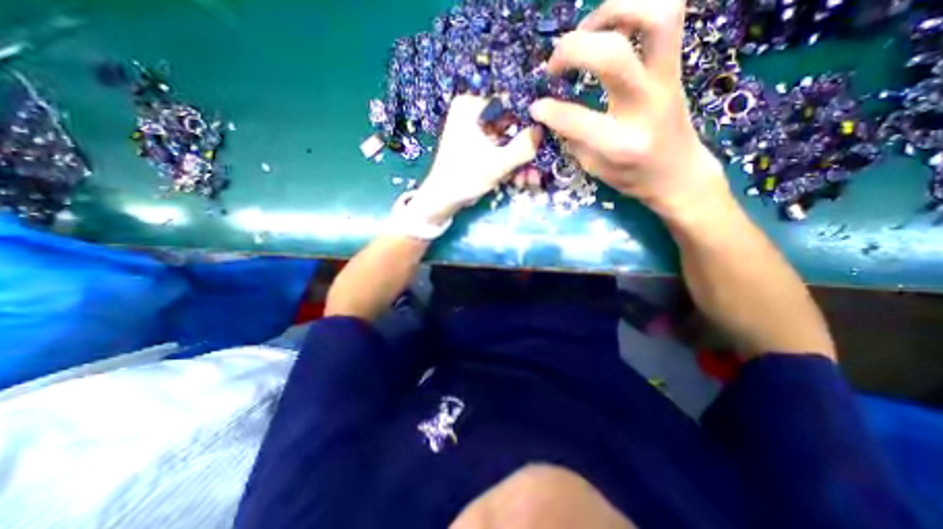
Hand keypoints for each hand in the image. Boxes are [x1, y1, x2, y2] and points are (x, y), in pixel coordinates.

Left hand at [410, 95, 541, 223]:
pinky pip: (498, 148)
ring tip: (529, 180)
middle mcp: (472, 112)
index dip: (529, 119)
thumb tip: (543, 130)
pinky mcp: (476, 145)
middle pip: (509, 124)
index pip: (509, 101)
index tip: (544, 137)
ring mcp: (474, 130)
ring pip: (506, 139)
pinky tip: (518, 179)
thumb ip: (524, 147)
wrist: (443, 200)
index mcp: (471, 105)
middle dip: (524, 148)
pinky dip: (509, 163)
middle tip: (537, 168)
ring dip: (519, 160)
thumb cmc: (465, 178)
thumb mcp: (498, 163)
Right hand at [529, 0, 727, 219]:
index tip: (535, 107)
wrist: (678, 172)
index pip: (577, 120)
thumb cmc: (631, 176)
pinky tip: (610, 27)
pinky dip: (635, 9)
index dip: (550, 111)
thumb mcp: (594, 167)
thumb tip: (550, 110)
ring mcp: (667, 80)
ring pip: (656, 16)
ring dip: (613, 11)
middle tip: (554, 64)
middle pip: (614, 56)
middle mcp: (646, 106)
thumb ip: (572, 137)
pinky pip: (666, 15)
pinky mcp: (675, 65)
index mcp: (621, 145)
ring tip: (585, 31)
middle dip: (573, 50)